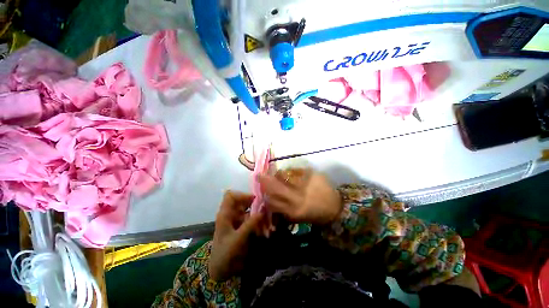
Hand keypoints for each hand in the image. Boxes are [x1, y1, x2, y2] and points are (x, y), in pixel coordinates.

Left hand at [209, 191, 262, 280]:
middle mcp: (230, 214)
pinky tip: (264, 226)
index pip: (231, 196)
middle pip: (241, 201)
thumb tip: (263, 210)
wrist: (220, 270)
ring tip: (266, 217)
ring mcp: (235, 220)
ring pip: (247, 209)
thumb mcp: (238, 239)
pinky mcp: (241, 226)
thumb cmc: (225, 253)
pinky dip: (257, 220)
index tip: (254, 200)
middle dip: (253, 203)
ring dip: (257, 212)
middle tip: (264, 208)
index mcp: (225, 214)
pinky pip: (250, 218)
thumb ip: (250, 224)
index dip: (242, 195)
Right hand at [258, 168, 341, 224]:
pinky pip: (296, 170)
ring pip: (284, 175)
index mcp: (293, 211)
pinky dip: (291, 171)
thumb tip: (269, 198)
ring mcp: (305, 184)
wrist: (336, 208)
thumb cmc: (314, 214)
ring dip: (279, 174)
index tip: (261, 189)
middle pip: (275, 186)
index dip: (265, 194)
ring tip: (278, 174)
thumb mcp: (297, 216)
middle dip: (265, 180)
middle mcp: (297, 198)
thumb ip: (282, 208)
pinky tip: (292, 173)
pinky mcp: (313, 175)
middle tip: (259, 175)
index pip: (272, 201)